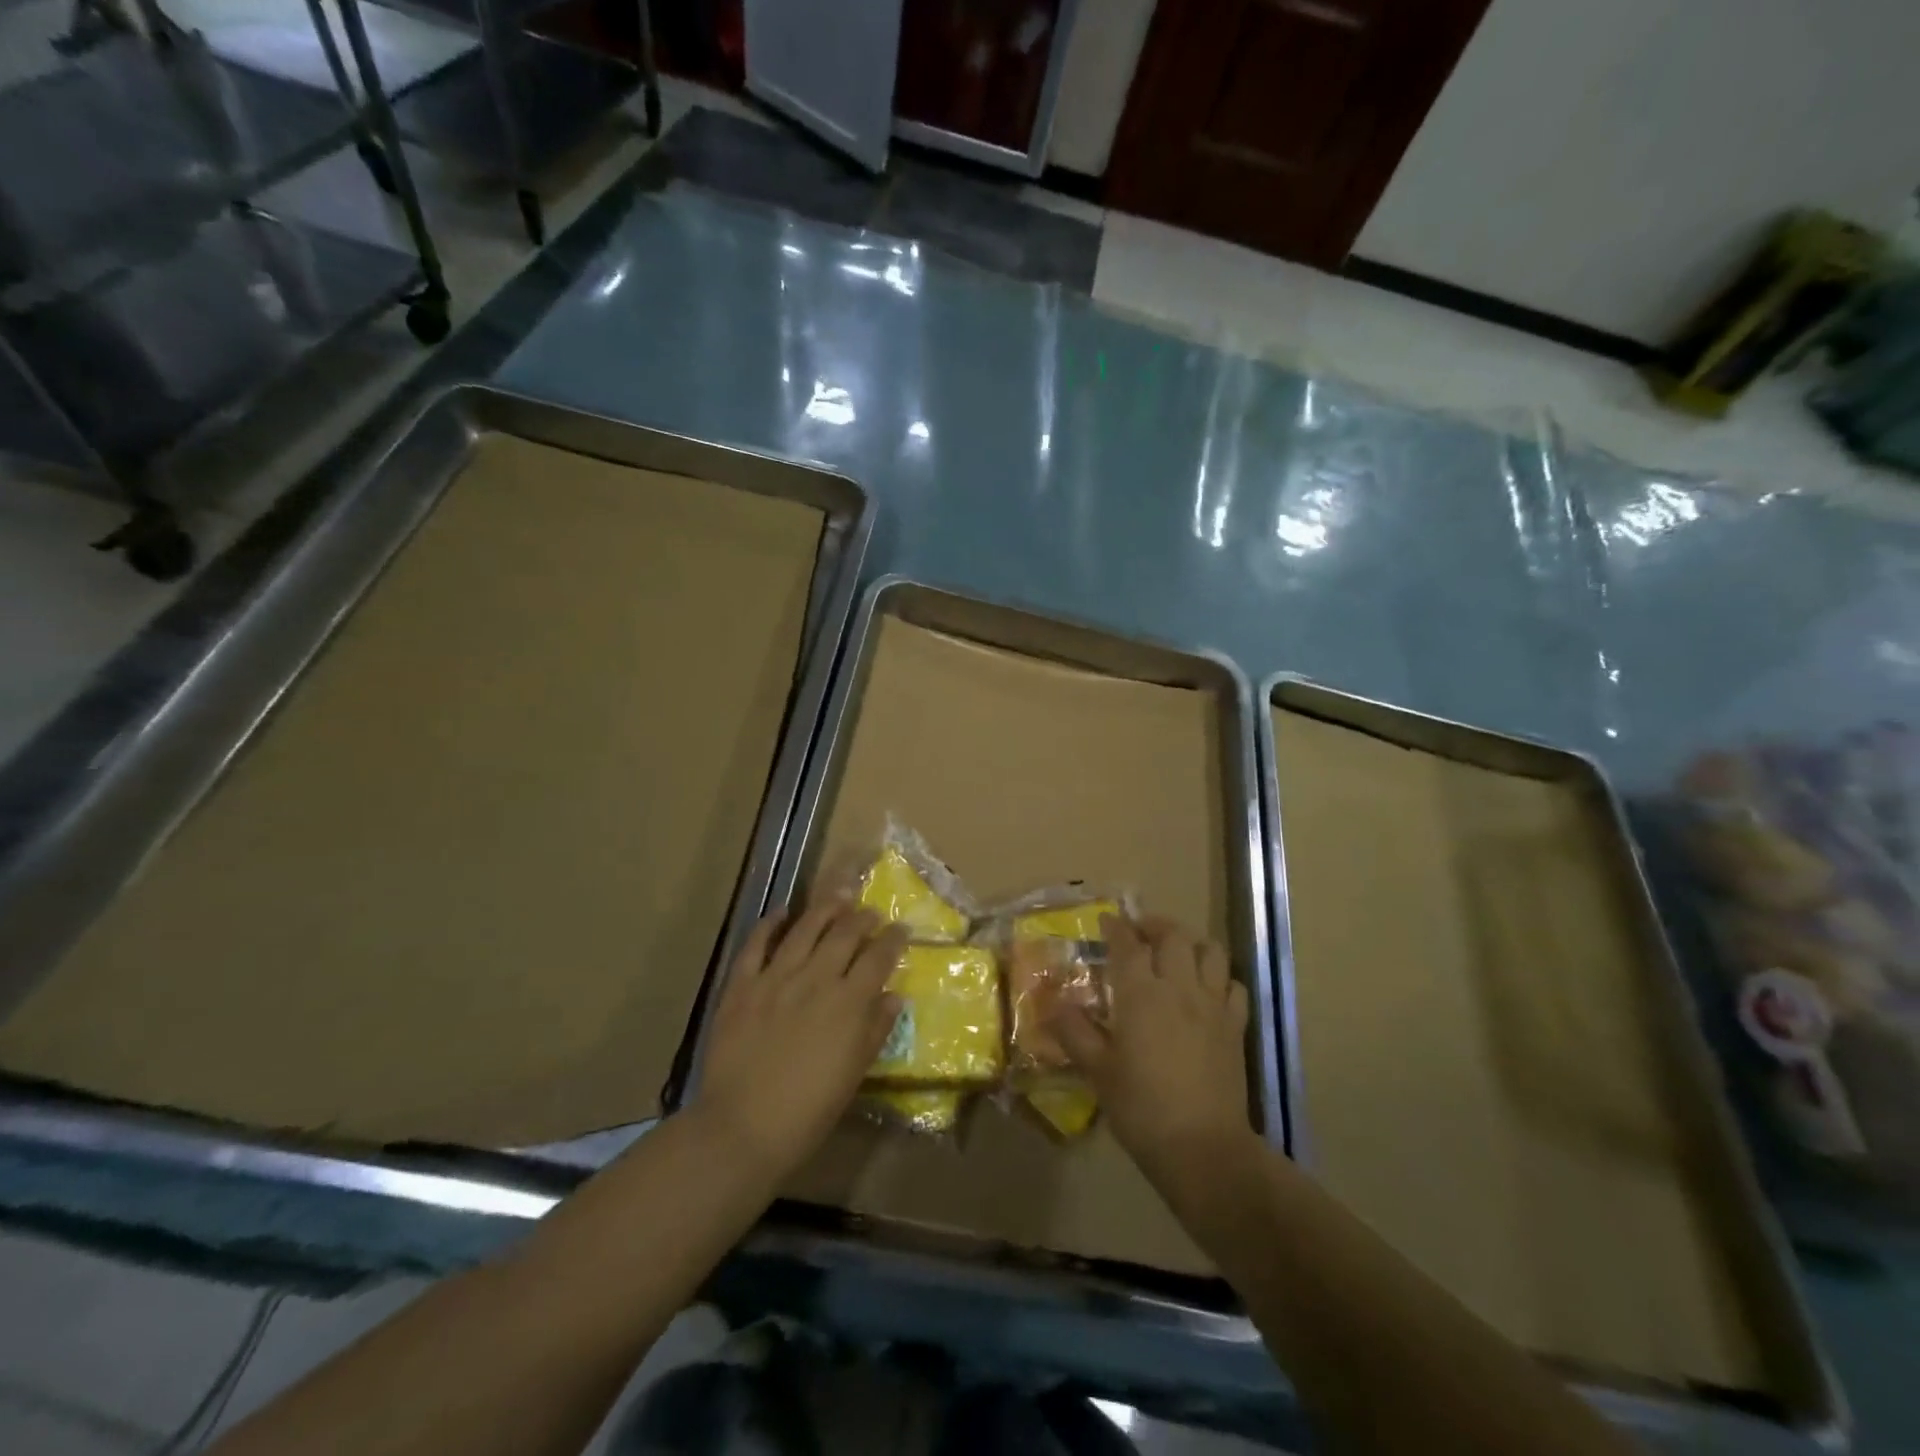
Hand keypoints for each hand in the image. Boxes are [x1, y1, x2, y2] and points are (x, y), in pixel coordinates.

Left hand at [692, 903, 904, 1178]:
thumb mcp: (854, 1074)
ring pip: (805, 928)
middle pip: (844, 934)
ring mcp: (776, 977)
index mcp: (848, 1003)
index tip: (901, 929)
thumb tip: (894, 997)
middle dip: (863, 918)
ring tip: (839, 896)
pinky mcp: (742, 985)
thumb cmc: (808, 1110)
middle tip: (871, 912)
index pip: (878, 957)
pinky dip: (770, 924)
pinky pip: (756, 944)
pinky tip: (782, 913)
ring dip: (825, 908)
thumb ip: (875, 1030)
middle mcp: (816, 979)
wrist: (743, 1127)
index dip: (893, 939)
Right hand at [1047, 915, 1253, 1180]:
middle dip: (1154, 925)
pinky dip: (1220, 977)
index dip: (1116, 927)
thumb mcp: (1097, 1071)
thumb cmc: (1141, 1108)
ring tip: (1175, 953)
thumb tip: (1055, 1004)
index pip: (1127, 944)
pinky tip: (1207, 990)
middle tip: (1139, 933)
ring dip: (1191, 943)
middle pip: (1172, 936)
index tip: (1107, 920)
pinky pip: (1234, 985)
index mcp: (1140, 995)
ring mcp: (1212, 1005)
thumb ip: (1075, 1032)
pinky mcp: (1235, 1026)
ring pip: (1209, 951)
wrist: (1203, 1148)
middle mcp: (1178, 988)